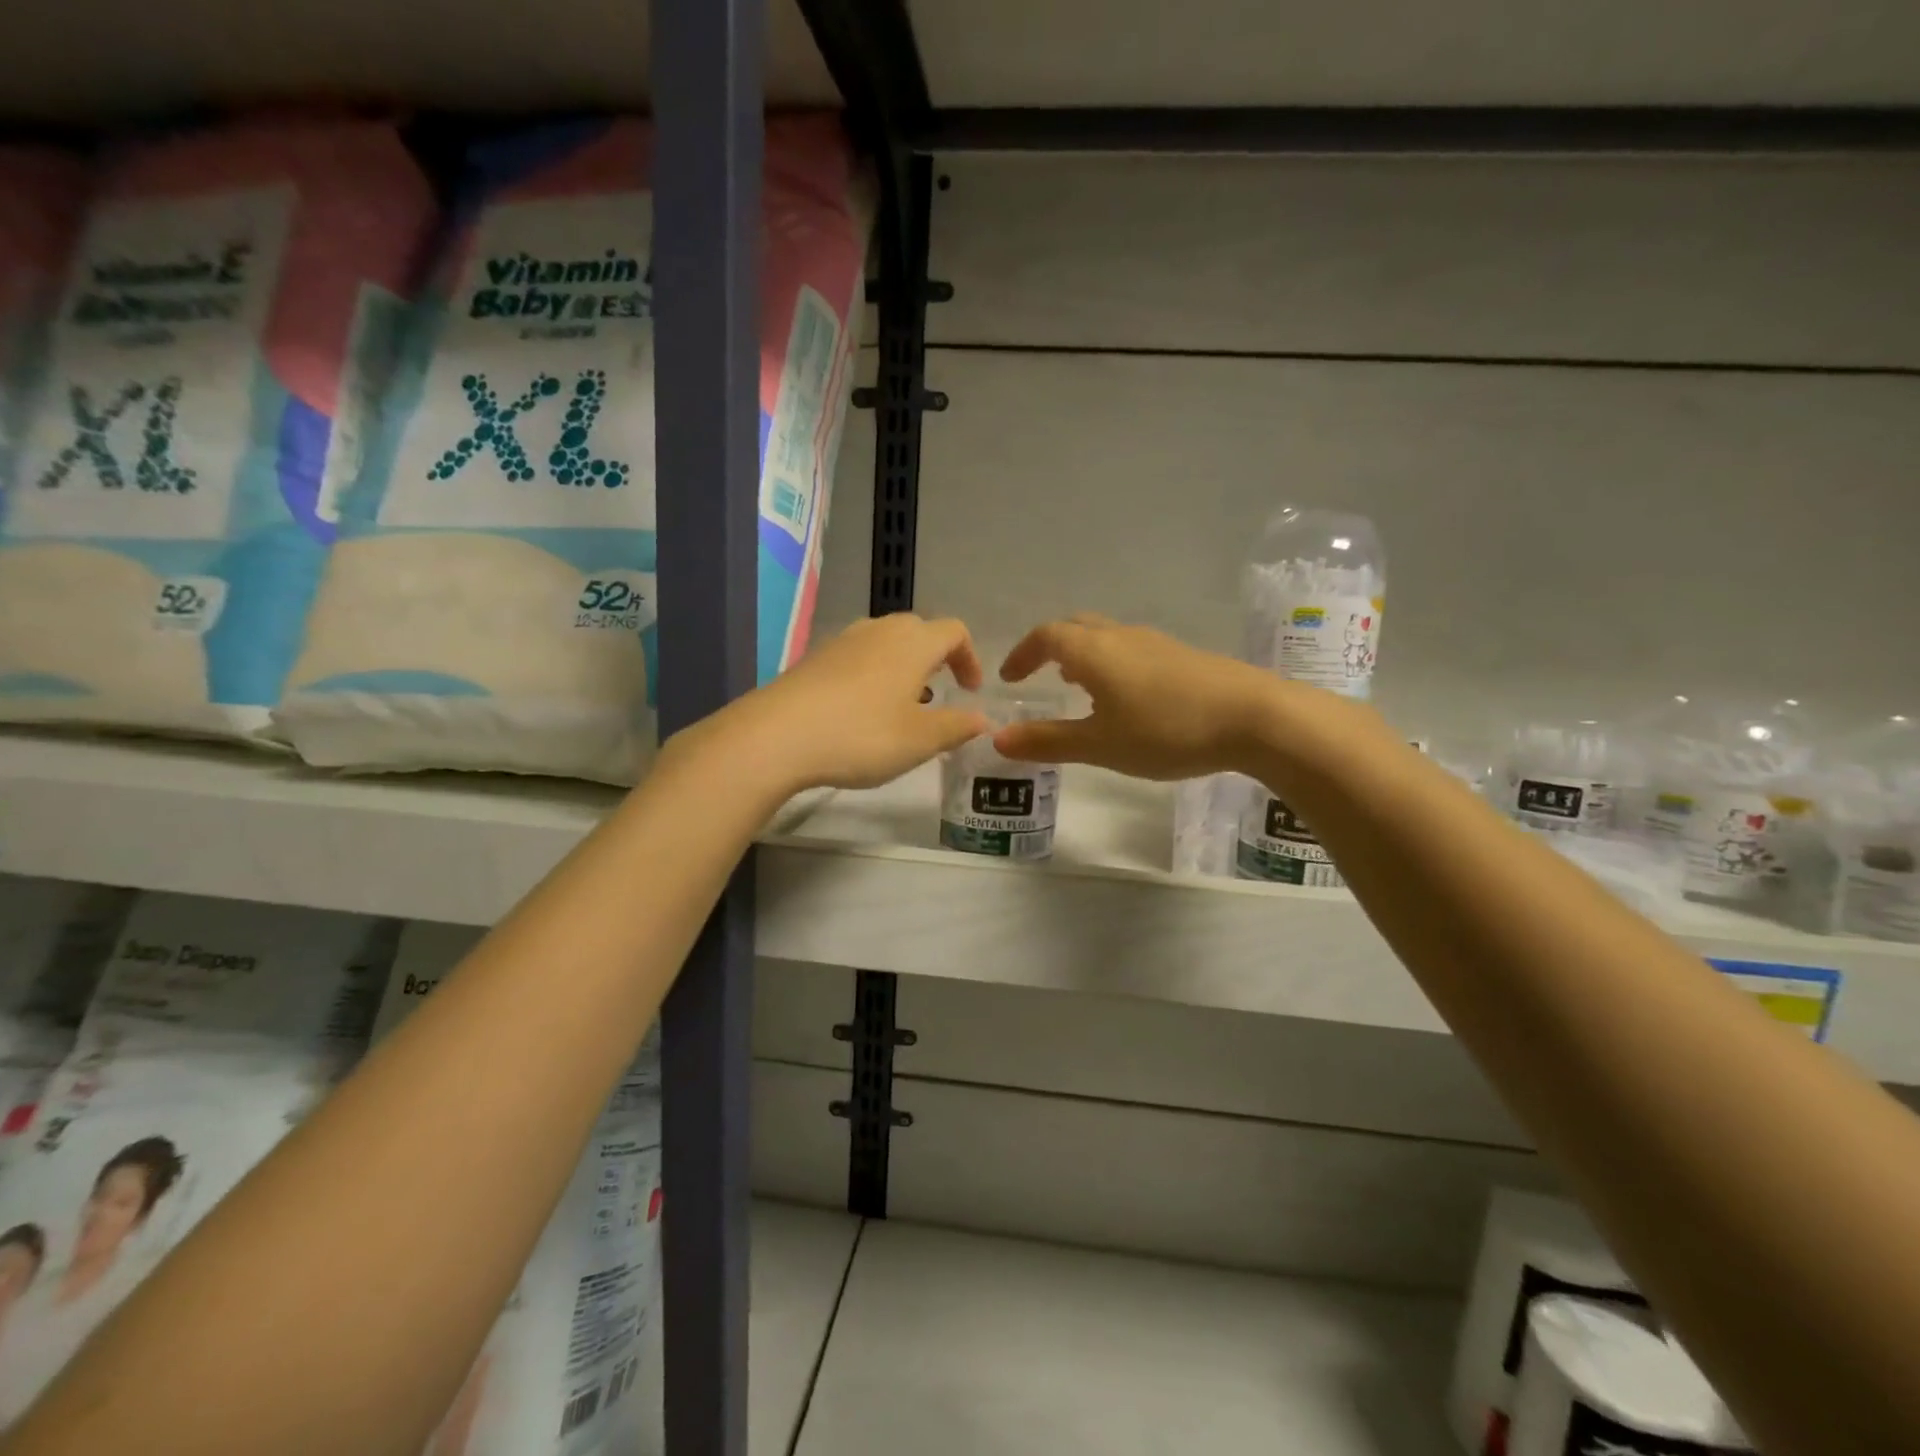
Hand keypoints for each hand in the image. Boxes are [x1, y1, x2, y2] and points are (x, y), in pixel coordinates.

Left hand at [704, 614, 989, 792]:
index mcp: (913, 642)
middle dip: (936, 660)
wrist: (776, 736)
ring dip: (903, 667)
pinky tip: (861, 710)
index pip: (955, 632)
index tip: (971, 690)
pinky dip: (872, 674)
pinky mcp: (814, 658)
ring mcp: (842, 640)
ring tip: (902, 704)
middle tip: (940, 694)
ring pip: (885, 642)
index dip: (970, 658)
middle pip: (919, 631)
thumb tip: (982, 718)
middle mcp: (879, 630)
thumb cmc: (861, 735)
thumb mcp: (920, 740)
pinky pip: (857, 656)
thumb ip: (957, 727)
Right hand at [994, 615, 1286, 779]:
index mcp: (1094, 651)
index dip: (1023, 654)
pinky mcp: (1182, 656)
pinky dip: (1111, 662)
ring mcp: (1155, 643)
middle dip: (1050, 648)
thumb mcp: (1100, 744)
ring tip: (1078, 685)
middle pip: (1075, 628)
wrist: (1254, 716)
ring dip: (1082, 654)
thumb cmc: (1166, 730)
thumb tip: (998, 739)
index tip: (1009, 677)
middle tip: (1040, 675)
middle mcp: (1121, 636)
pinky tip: (1125, 696)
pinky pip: (1131, 648)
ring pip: (1106, 637)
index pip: (1046, 637)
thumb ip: (1048, 741)